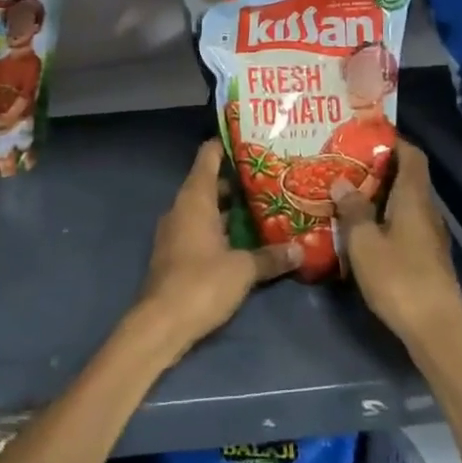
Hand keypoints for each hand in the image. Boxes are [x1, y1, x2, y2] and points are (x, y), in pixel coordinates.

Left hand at [133, 139, 299, 357]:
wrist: (161, 324)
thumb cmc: (201, 284)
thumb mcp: (242, 270)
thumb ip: (270, 257)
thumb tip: (301, 250)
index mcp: (194, 199)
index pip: (208, 157)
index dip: (226, 144)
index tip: (251, 138)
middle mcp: (182, 208)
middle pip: (210, 183)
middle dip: (238, 180)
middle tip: (271, 177)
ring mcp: (176, 231)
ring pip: (207, 209)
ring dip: (231, 208)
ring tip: (266, 205)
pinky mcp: (177, 254)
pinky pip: (202, 229)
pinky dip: (222, 228)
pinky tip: (246, 239)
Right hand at [335, 141, 461, 349]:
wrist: (437, 331)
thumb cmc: (399, 278)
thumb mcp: (364, 242)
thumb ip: (353, 210)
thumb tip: (342, 182)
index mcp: (414, 198)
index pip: (412, 156)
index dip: (393, 141)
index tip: (364, 135)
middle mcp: (426, 211)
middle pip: (407, 178)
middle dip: (377, 168)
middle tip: (343, 164)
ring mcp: (429, 236)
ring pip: (404, 203)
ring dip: (378, 195)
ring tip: (345, 193)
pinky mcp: (426, 258)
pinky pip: (403, 224)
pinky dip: (384, 218)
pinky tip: (360, 228)